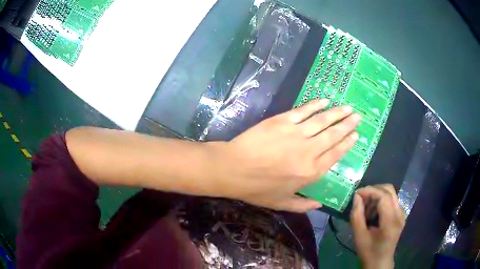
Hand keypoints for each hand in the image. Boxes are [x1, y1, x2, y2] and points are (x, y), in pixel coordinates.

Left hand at [213, 99, 360, 211]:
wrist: (233, 169)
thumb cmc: (256, 188)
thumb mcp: (280, 203)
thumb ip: (302, 206)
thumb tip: (320, 206)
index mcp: (311, 172)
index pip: (335, 154)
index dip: (347, 144)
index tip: (356, 135)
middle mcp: (309, 151)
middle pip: (333, 135)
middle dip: (347, 125)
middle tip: (357, 117)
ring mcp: (296, 133)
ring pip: (323, 121)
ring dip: (337, 113)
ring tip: (348, 108)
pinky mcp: (283, 121)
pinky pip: (304, 111)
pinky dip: (315, 105)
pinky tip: (324, 101)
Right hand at [350, 184, 404, 268]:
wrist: (380, 262)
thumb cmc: (368, 251)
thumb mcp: (359, 236)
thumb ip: (357, 216)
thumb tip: (356, 197)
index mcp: (391, 221)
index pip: (384, 196)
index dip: (370, 191)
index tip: (356, 193)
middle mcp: (400, 213)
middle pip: (389, 190)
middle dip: (374, 190)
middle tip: (361, 198)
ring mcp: (402, 213)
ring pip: (391, 193)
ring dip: (377, 195)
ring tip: (366, 208)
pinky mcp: (401, 215)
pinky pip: (392, 200)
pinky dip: (381, 201)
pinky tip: (373, 212)